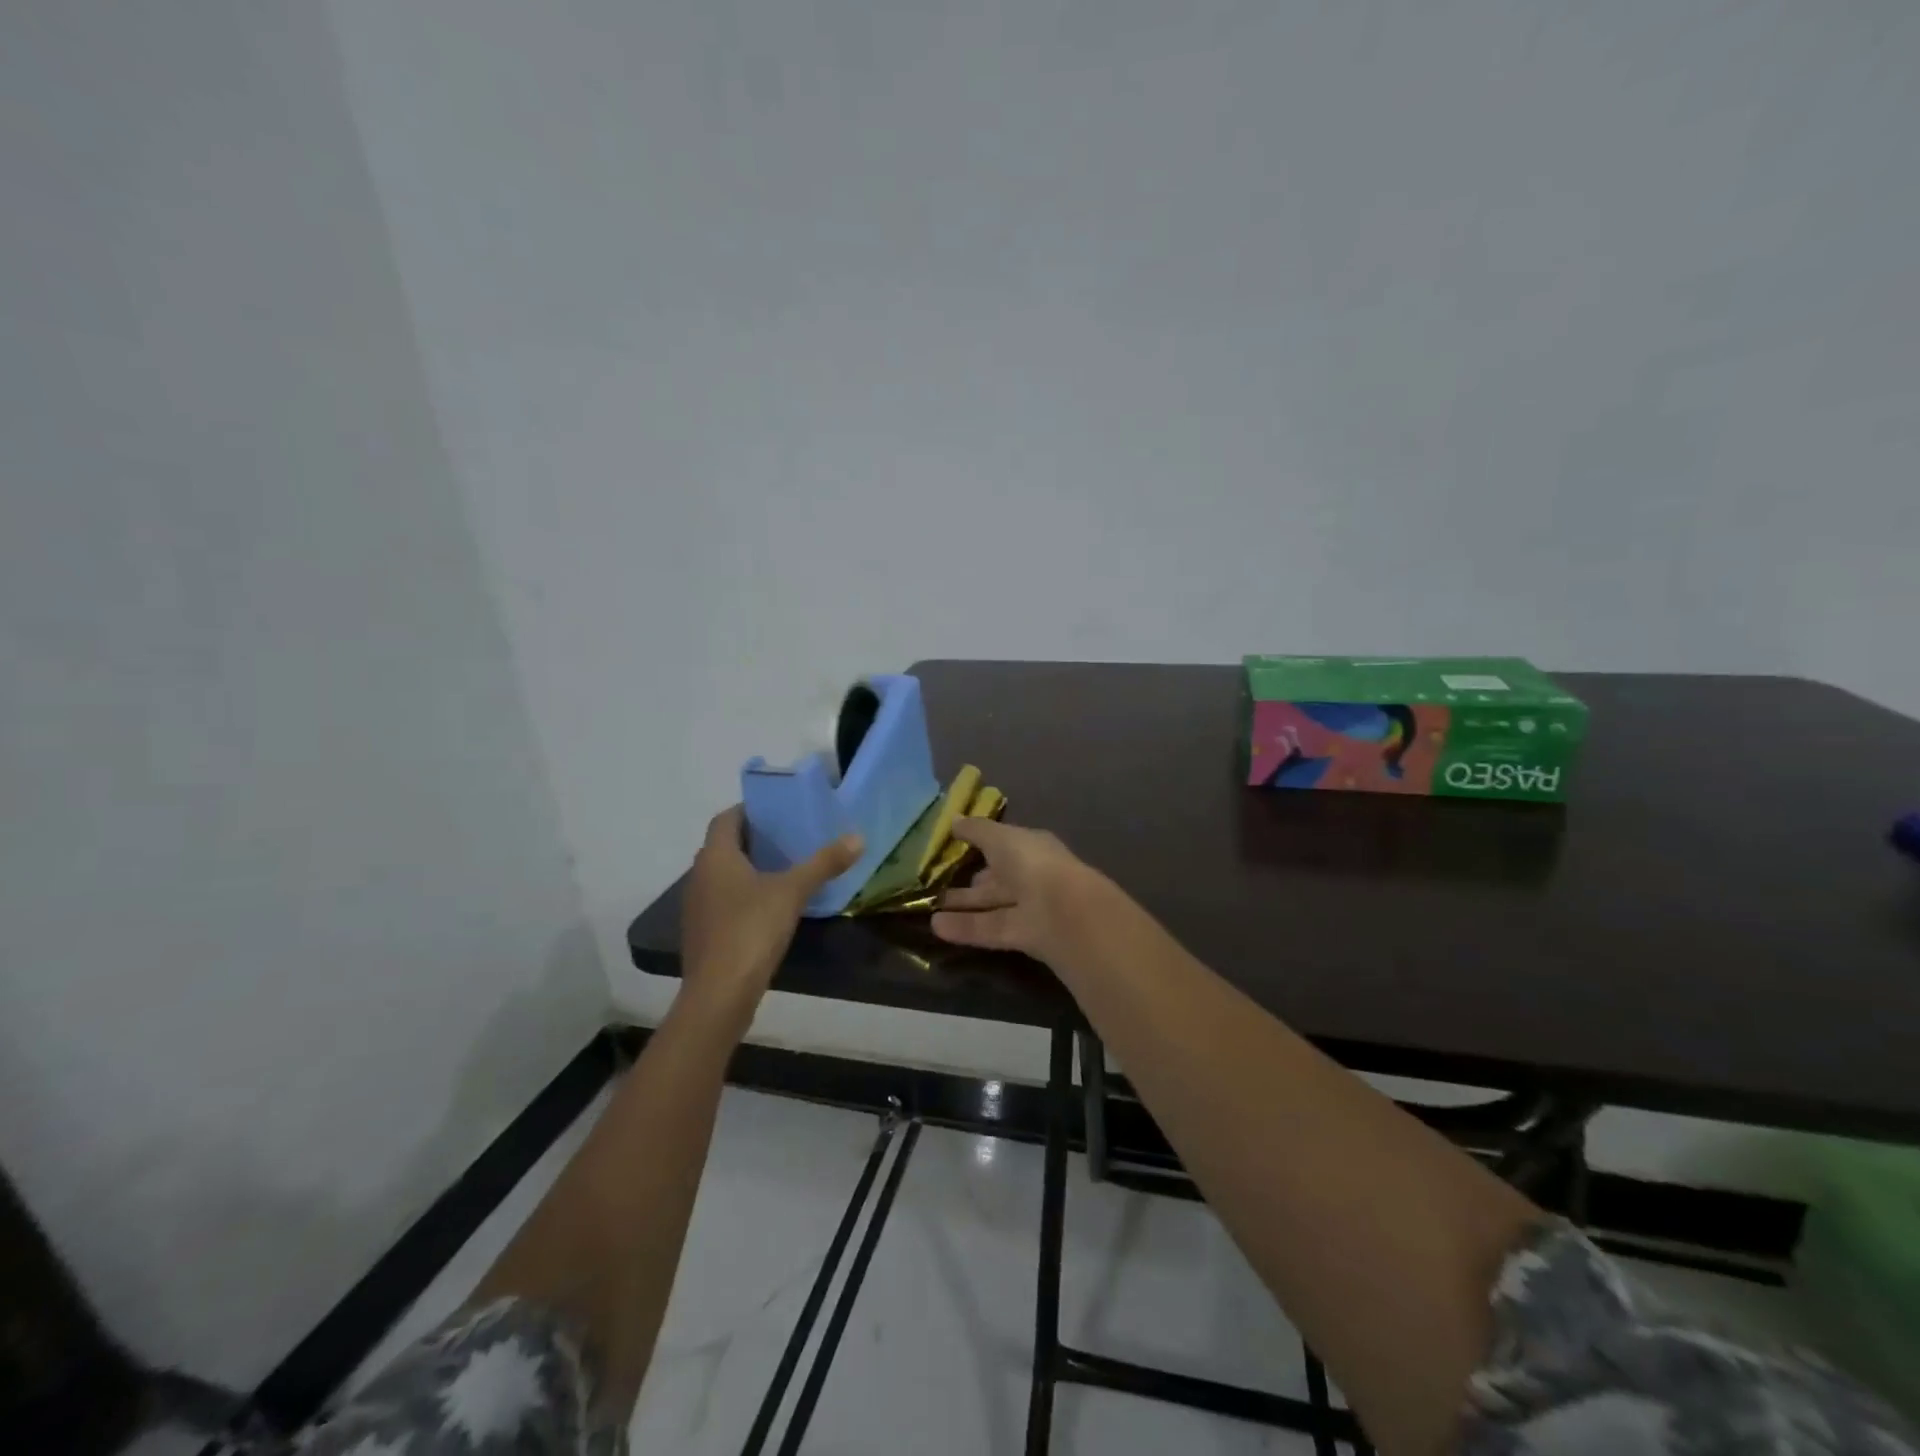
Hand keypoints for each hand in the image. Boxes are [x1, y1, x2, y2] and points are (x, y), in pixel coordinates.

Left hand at [680, 807, 861, 1021]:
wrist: (719, 994)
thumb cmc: (751, 930)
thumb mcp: (793, 892)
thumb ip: (824, 863)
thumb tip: (858, 837)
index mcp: (716, 856)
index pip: (727, 818)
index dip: (750, 811)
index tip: (779, 811)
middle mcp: (699, 875)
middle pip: (724, 845)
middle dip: (754, 839)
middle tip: (790, 837)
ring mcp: (697, 907)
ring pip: (723, 875)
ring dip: (749, 868)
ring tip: (785, 868)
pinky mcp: (703, 933)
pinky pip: (723, 901)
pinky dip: (744, 895)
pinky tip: (770, 906)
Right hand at [930, 818, 1113, 963]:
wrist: (1063, 911)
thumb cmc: (1032, 862)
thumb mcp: (999, 837)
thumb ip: (976, 830)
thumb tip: (953, 819)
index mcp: (1031, 848)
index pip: (1003, 845)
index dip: (980, 845)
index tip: (952, 847)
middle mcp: (1030, 876)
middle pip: (996, 879)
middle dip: (968, 881)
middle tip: (934, 884)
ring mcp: (1028, 908)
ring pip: (990, 906)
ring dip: (961, 907)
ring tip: (927, 910)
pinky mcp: (1021, 937)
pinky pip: (988, 929)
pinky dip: (963, 927)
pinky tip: (935, 927)